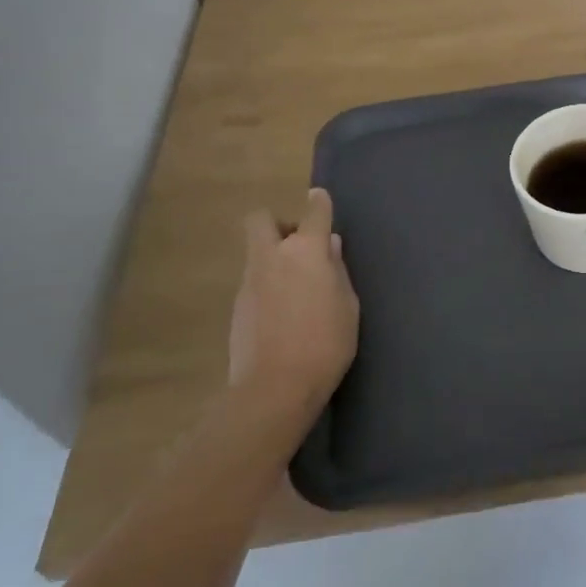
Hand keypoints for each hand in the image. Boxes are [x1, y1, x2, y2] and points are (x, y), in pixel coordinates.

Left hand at [227, 189, 358, 423]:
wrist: (275, 387)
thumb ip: (337, 271)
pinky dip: (269, 284)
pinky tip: (284, 312)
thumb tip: (329, 247)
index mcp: (307, 251)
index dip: (319, 202)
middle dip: (279, 224)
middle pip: (261, 220)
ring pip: (258, 252)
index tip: (320, 198)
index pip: (314, 212)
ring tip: (298, 288)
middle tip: (299, 246)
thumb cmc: (326, 342)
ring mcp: (250, 281)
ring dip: (275, 258)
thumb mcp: (348, 305)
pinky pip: (255, 280)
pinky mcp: (238, 306)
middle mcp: (273, 256)